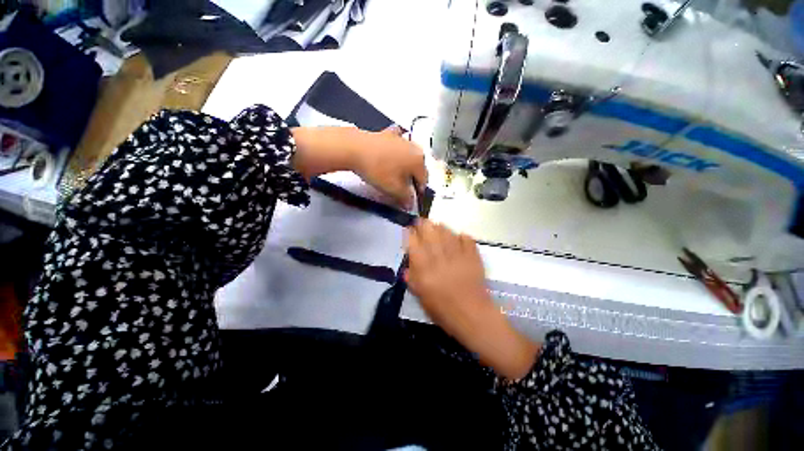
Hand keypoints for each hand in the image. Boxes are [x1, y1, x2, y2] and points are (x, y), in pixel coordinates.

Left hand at [351, 126, 425, 207]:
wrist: (354, 149)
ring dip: (405, 166)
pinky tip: (390, 154)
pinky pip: (396, 145)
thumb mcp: (393, 189)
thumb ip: (405, 198)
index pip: (424, 180)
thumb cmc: (377, 170)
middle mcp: (414, 147)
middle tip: (403, 189)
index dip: (418, 192)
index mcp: (419, 160)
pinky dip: (395, 151)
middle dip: (412, 179)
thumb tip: (410, 204)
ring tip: (395, 175)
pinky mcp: (388, 134)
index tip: (410, 199)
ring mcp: (401, 139)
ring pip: (408, 156)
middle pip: (417, 167)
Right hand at [406, 220, 540, 379]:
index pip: (414, 245)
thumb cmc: (443, 311)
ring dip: (440, 227)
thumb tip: (407, 267)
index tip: (409, 230)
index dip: (410, 235)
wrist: (472, 316)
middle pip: (430, 234)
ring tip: (436, 225)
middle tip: (421, 221)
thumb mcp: (422, 298)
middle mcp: (440, 259)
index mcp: (425, 270)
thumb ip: (413, 280)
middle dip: (424, 225)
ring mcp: (458, 256)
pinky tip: (459, 235)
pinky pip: (467, 240)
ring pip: (447, 234)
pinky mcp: (473, 258)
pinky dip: (462, 236)